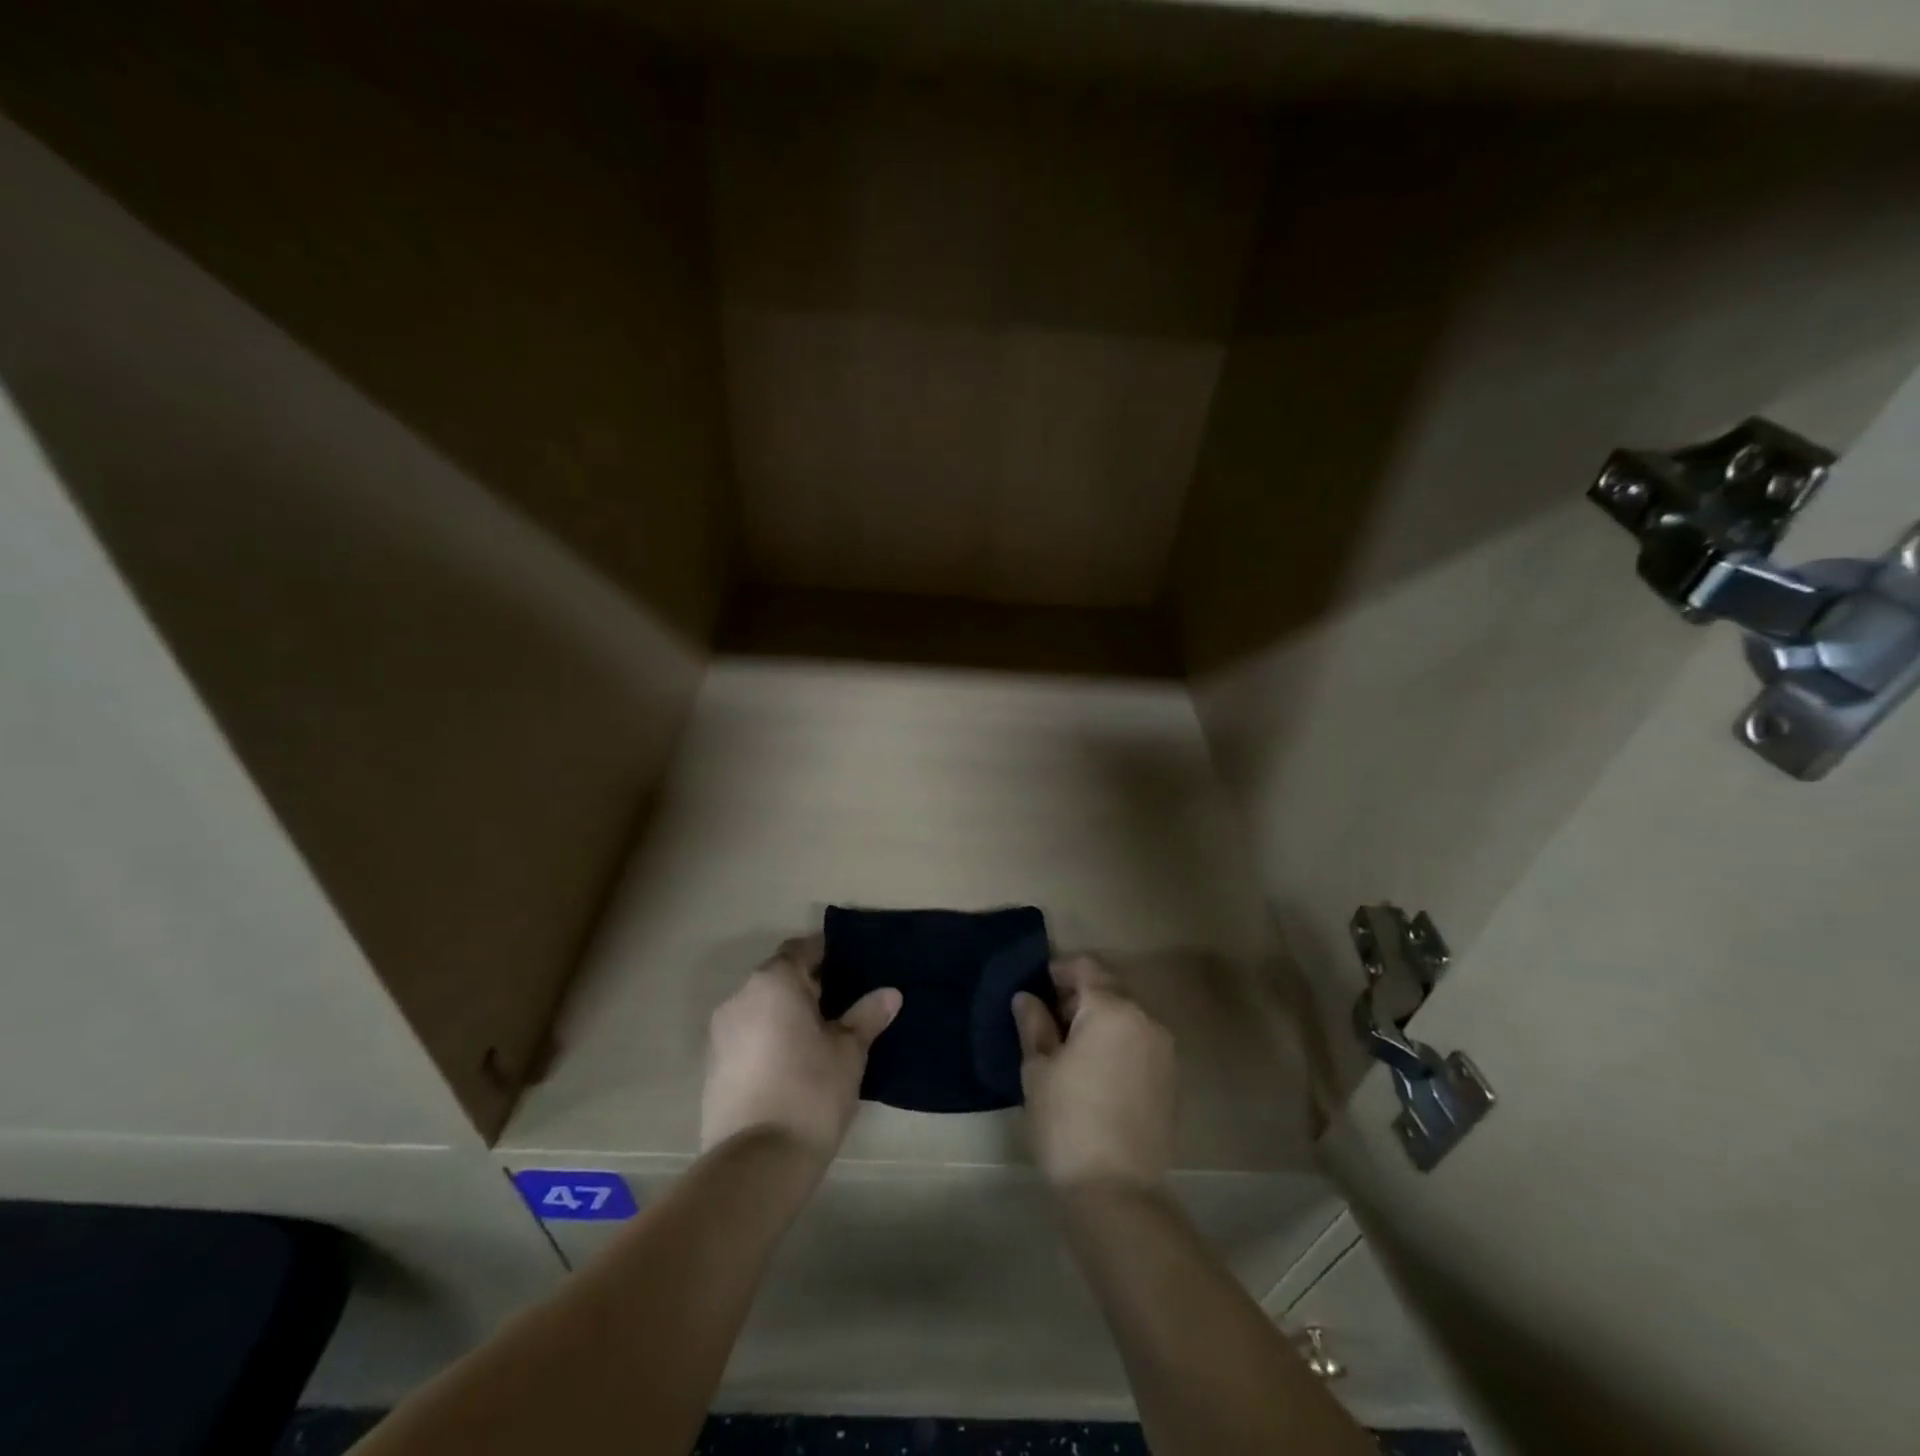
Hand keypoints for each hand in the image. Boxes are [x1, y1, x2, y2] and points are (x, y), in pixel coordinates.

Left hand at [700, 936, 901, 1160]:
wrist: (756, 1163)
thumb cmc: (811, 1091)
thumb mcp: (850, 1051)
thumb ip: (867, 1016)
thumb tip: (891, 993)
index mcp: (774, 982)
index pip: (802, 949)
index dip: (826, 953)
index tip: (851, 966)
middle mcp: (740, 997)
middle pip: (778, 978)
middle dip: (808, 985)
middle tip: (843, 1003)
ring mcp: (720, 1034)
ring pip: (760, 1009)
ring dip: (786, 1014)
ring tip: (820, 1036)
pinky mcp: (712, 1067)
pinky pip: (747, 1037)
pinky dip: (768, 1039)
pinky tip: (793, 1063)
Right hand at [1014, 954, 1176, 1189]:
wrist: (1117, 1190)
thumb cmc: (1067, 1121)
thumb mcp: (1038, 1069)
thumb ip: (1034, 1024)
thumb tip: (1028, 998)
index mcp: (1111, 1009)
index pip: (1086, 968)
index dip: (1060, 971)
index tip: (1039, 989)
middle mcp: (1145, 1019)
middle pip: (1110, 989)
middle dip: (1080, 996)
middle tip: (1050, 1020)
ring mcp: (1164, 1049)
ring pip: (1128, 1016)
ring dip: (1101, 1019)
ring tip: (1072, 1048)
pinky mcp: (1171, 1078)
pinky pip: (1141, 1042)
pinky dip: (1119, 1042)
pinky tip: (1097, 1070)